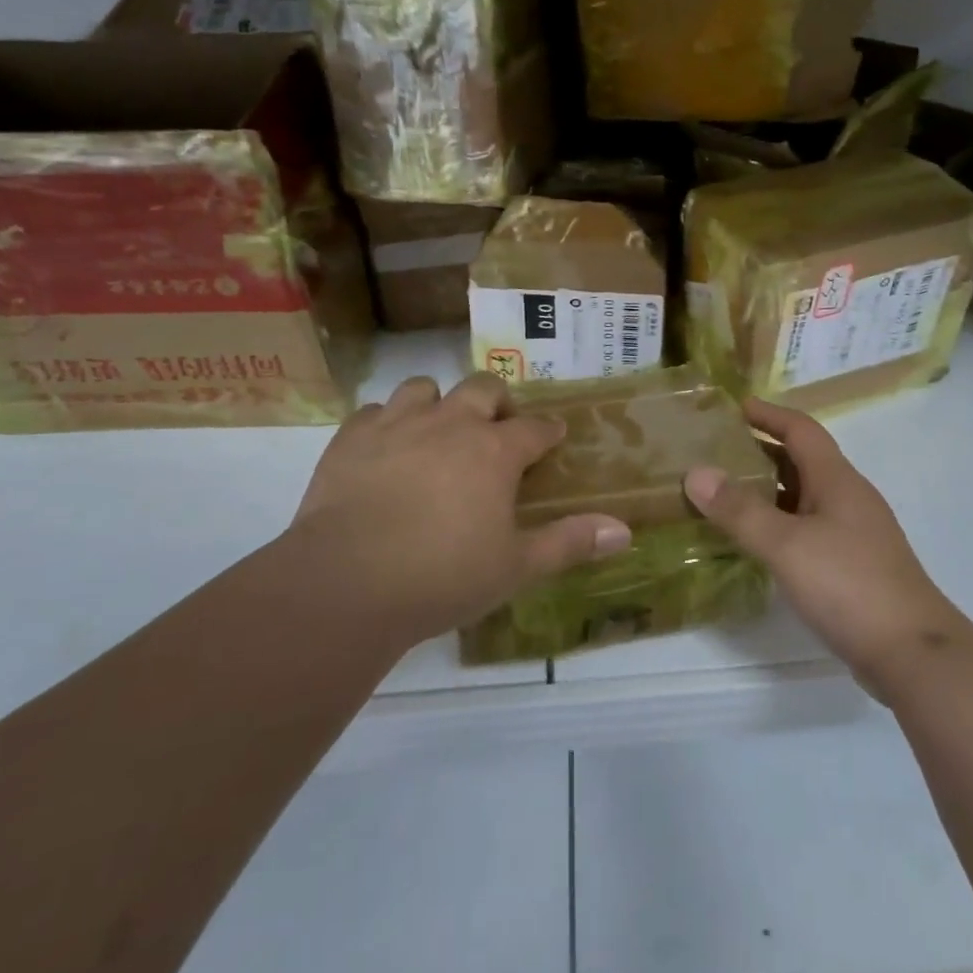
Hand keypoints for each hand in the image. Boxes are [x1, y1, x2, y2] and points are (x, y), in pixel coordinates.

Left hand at [286, 373, 632, 649]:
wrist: (346, 584)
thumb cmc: (443, 577)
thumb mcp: (516, 566)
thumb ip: (570, 542)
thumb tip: (626, 531)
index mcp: (495, 450)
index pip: (535, 427)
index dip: (547, 431)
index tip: (553, 438)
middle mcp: (451, 423)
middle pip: (483, 388)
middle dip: (497, 402)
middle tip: (496, 431)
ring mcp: (398, 424)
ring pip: (424, 388)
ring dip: (438, 403)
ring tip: (438, 432)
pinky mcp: (351, 438)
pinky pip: (374, 411)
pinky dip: (387, 423)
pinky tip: (386, 449)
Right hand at [684, 400, 971, 692]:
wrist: (913, 654)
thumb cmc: (849, 585)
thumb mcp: (786, 545)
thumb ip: (740, 510)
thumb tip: (696, 473)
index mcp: (837, 479)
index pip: (801, 429)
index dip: (768, 414)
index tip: (732, 407)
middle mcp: (848, 497)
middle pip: (802, 460)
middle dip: (761, 451)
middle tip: (716, 452)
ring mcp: (854, 533)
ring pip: (804, 496)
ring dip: (768, 489)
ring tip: (725, 494)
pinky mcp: (853, 565)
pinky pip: (809, 528)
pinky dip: (779, 523)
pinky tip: (757, 542)